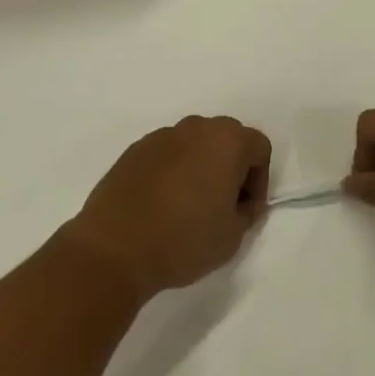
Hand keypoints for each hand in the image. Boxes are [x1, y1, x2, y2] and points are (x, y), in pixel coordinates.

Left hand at [66, 116, 271, 298]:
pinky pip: (167, 153)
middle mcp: (196, 128)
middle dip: (231, 166)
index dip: (259, 179)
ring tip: (189, 204)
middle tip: (222, 204)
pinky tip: (161, 203)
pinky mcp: (135, 149)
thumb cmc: (183, 240)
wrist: (115, 247)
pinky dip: (172, 169)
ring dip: (200, 165)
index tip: (244, 209)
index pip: (259, 147)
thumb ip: (247, 211)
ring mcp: (162, 135)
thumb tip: (243, 201)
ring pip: (195, 143)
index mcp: (226, 141)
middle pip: (227, 137)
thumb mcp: (232, 236)